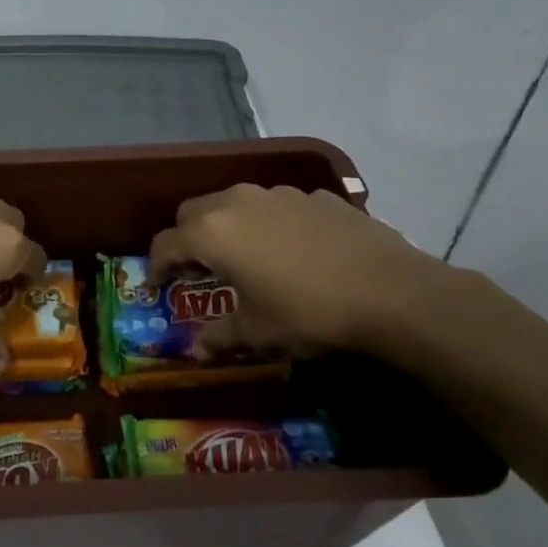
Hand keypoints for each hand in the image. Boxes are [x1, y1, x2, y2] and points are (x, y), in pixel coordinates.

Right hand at [147, 184, 447, 356]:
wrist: (392, 291)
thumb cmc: (309, 313)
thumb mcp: (258, 333)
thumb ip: (219, 337)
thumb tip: (195, 352)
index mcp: (212, 233)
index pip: (165, 244)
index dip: (155, 266)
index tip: (158, 286)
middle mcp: (237, 202)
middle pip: (192, 213)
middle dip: (187, 239)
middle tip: (198, 270)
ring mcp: (278, 194)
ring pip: (234, 202)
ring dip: (227, 227)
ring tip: (244, 257)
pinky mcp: (314, 195)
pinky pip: (276, 205)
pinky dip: (269, 223)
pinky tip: (292, 251)